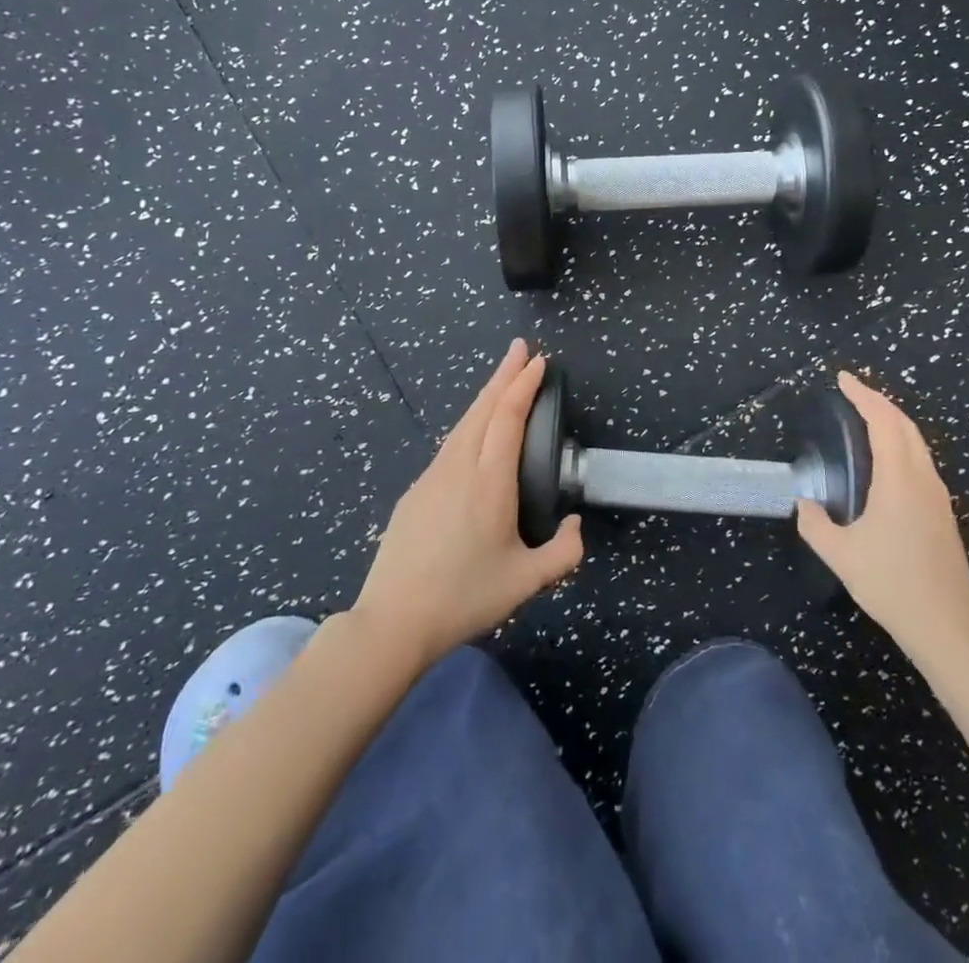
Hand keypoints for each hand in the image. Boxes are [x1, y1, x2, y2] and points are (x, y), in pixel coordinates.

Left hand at [353, 341, 582, 665]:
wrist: (393, 620)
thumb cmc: (464, 597)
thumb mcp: (526, 582)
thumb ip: (563, 553)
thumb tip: (574, 525)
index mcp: (490, 481)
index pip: (508, 417)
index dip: (524, 385)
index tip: (538, 361)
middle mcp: (460, 468)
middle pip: (482, 408)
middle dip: (504, 374)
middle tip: (521, 348)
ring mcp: (432, 477)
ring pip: (463, 424)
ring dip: (485, 397)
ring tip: (502, 381)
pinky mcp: (415, 492)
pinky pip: (449, 445)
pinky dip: (469, 424)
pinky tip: (473, 433)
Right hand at [797, 372, 968, 666]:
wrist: (949, 628)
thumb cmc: (893, 586)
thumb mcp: (842, 556)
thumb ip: (815, 524)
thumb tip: (804, 503)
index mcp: (900, 480)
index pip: (883, 421)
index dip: (863, 395)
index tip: (842, 379)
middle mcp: (923, 479)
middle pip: (905, 425)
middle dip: (879, 402)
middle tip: (852, 393)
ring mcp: (938, 497)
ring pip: (917, 443)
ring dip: (893, 423)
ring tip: (866, 418)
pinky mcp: (942, 514)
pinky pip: (920, 461)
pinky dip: (901, 444)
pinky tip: (886, 461)